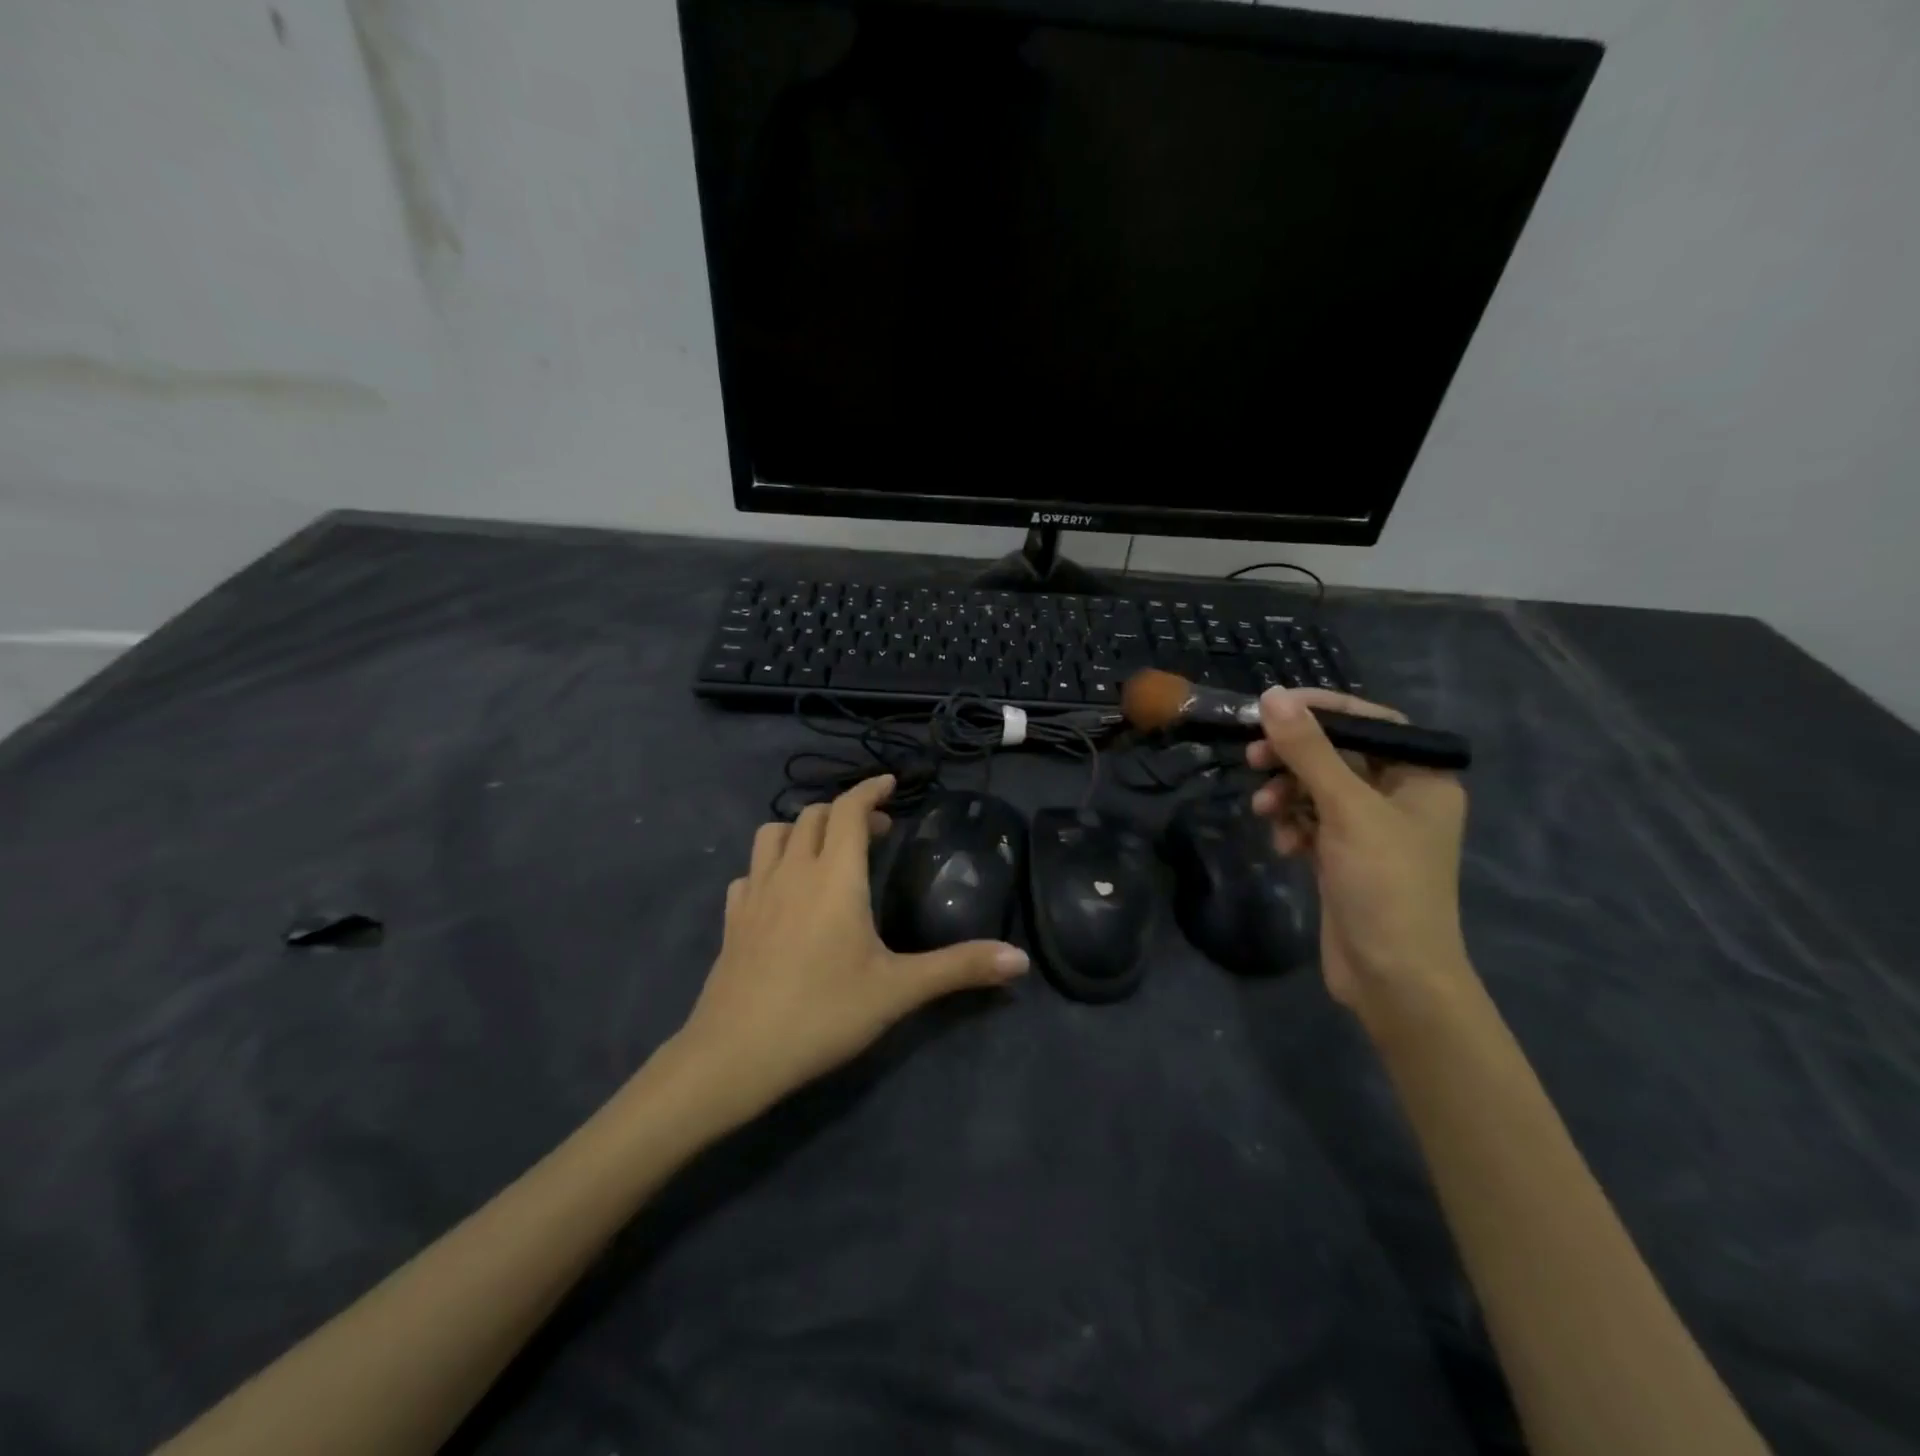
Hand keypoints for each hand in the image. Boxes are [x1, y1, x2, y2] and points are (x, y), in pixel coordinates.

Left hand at [672, 775, 1028, 1126]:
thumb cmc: (822, 1013)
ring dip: (802, 830)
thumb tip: (1020, 960)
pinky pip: (750, 871)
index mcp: (835, 876)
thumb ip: (959, 968)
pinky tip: (783, 893)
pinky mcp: (732, 918)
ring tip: (826, 852)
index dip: (871, 790)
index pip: (850, 809)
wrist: (735, 1054)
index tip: (891, 784)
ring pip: (773, 834)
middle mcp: (793, 871)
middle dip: (846, 811)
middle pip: (814, 815)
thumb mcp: (898, 991)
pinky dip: (771, 865)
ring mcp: (755, 892)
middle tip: (877, 832)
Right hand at [1246, 688, 1472, 1018]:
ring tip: (1264, 810)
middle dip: (1294, 758)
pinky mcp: (1345, 857)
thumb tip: (1273, 696)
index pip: (1371, 722)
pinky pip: (1311, 823)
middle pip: (1338, 755)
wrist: (1392, 976)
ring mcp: (1371, 830)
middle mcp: (1400, 798)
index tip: (1274, 708)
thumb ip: (1309, 751)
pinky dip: (1292, 826)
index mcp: (1422, 778)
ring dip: (1287, 795)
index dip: (1323, 710)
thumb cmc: (1384, 884)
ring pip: (1318, 790)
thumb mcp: (1346, 809)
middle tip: (1253, 758)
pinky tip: (1283, 845)